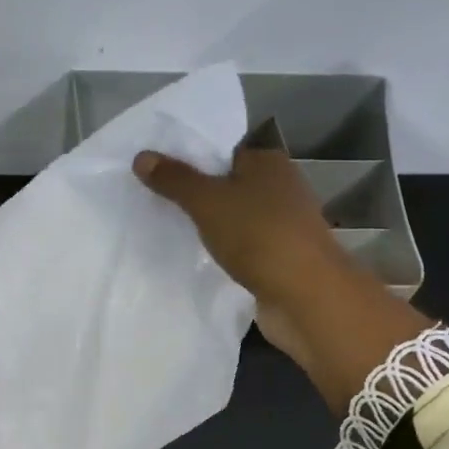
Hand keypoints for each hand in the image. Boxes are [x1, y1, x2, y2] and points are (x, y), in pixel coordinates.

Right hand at [133, 145, 431, 408]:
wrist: (305, 296)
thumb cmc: (258, 235)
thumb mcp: (207, 202)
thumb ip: (175, 179)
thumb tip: (142, 156)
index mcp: (269, 163)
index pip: (224, 153)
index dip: (193, 163)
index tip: (160, 176)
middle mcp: (282, 187)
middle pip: (230, 185)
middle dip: (200, 197)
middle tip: (159, 205)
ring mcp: (285, 225)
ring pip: (237, 218)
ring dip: (213, 227)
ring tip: (173, 232)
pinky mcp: (282, 257)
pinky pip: (244, 247)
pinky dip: (226, 251)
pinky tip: (202, 259)